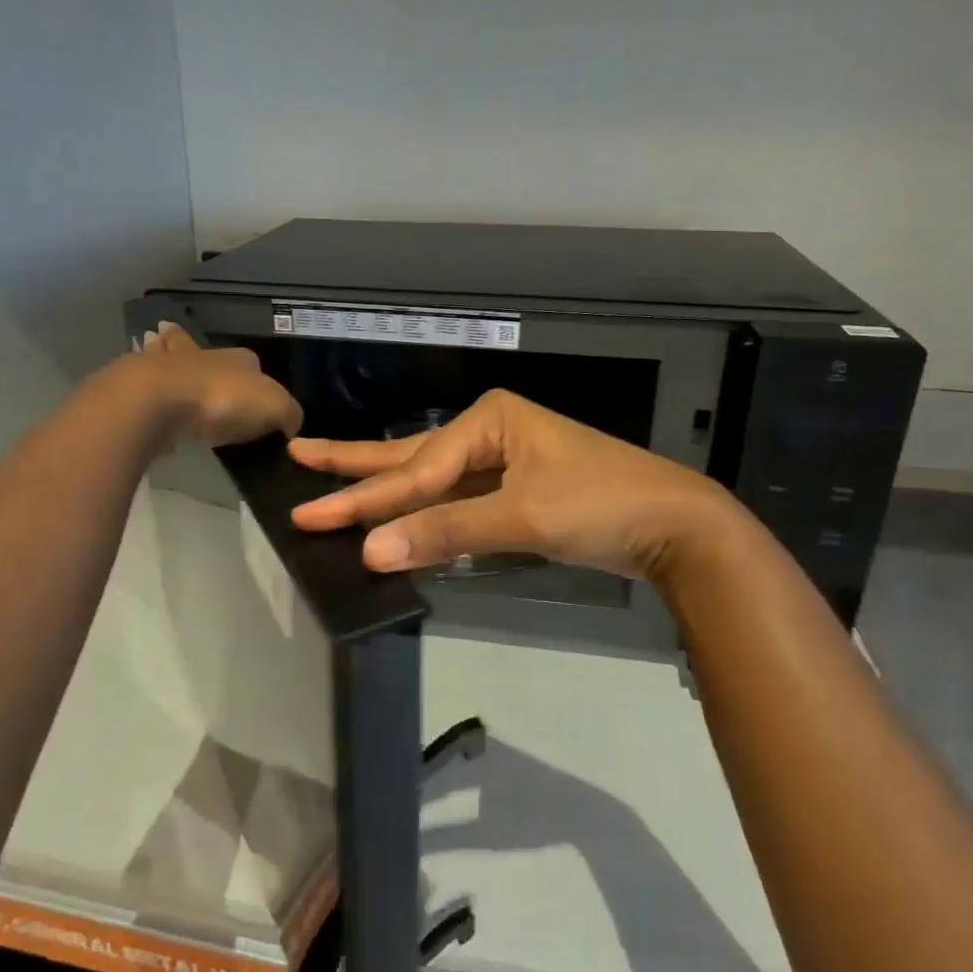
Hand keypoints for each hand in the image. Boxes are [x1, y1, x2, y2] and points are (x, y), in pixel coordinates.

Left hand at [131, 322, 302, 446]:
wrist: (160, 401)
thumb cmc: (224, 400)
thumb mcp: (274, 408)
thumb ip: (288, 414)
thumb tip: (291, 424)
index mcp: (239, 359)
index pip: (251, 361)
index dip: (254, 373)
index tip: (252, 390)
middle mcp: (203, 355)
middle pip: (200, 348)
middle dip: (194, 346)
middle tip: (187, 351)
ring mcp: (166, 367)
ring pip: (166, 354)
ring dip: (162, 351)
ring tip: (154, 342)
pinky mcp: (137, 385)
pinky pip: (144, 381)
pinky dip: (142, 379)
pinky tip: (139, 382)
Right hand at [288, 389, 744, 581]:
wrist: (673, 525)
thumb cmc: (600, 504)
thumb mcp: (523, 517)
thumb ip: (447, 532)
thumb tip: (371, 551)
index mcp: (489, 420)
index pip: (417, 469)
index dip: (365, 500)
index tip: (311, 518)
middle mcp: (489, 434)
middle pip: (412, 458)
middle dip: (356, 467)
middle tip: (299, 455)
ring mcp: (502, 465)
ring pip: (431, 481)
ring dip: (385, 491)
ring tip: (333, 483)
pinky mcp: (513, 496)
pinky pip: (455, 504)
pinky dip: (425, 516)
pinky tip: (395, 519)